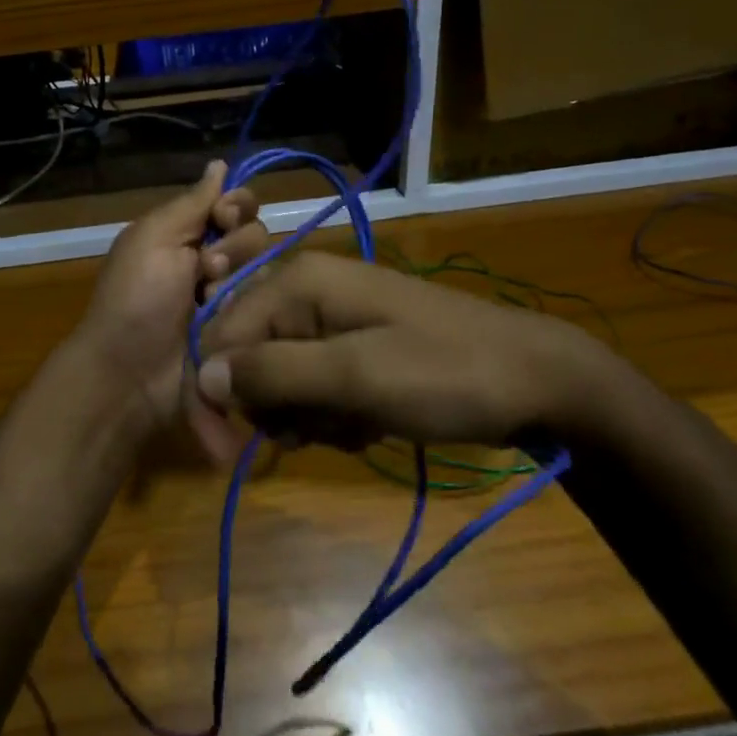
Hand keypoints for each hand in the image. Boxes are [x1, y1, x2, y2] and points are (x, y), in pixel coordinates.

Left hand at [71, 161, 268, 441]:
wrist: (129, 373)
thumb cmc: (136, 298)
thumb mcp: (154, 237)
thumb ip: (192, 202)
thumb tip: (219, 163)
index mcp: (187, 233)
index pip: (235, 204)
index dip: (236, 205)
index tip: (222, 217)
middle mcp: (213, 260)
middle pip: (256, 233)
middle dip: (235, 247)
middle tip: (205, 269)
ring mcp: (231, 298)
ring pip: (267, 269)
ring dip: (238, 280)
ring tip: (209, 301)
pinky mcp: (244, 330)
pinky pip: (269, 306)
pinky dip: (249, 308)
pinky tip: (227, 322)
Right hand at [195, 251, 634, 449]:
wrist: (535, 380)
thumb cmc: (444, 374)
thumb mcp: (354, 377)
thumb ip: (273, 373)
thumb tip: (201, 374)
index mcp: (297, 283)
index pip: (219, 337)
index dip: (218, 395)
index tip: (233, 453)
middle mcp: (307, 291)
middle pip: (248, 360)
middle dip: (278, 407)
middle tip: (322, 427)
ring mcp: (334, 318)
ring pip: (282, 381)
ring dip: (311, 416)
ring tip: (357, 423)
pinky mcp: (356, 345)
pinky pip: (316, 386)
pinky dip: (335, 413)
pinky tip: (371, 422)